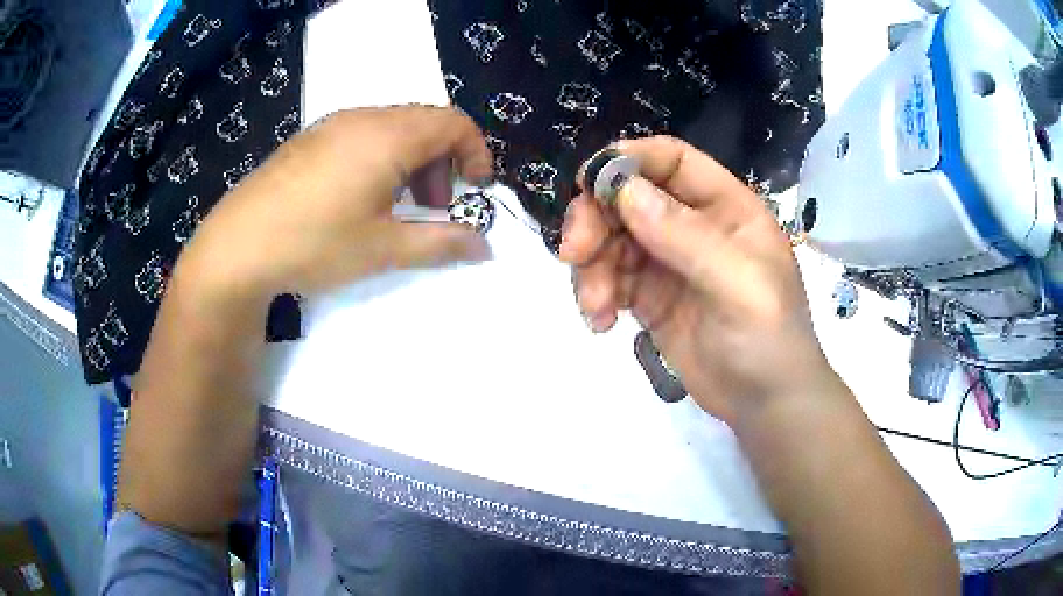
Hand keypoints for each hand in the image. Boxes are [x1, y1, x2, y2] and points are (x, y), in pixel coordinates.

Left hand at [179, 106, 492, 302]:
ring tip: (397, 207)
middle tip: (434, 208)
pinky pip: (362, 134)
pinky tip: (359, 198)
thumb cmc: (316, 243)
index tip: (476, 189)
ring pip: (392, 127)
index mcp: (390, 136)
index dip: (476, 152)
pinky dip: (381, 158)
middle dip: (444, 161)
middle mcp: (364, 117)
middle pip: (425, 122)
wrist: (237, 246)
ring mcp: (332, 124)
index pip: (454, 123)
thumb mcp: (384, 249)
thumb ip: (442, 243)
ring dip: (411, 161)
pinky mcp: (310, 138)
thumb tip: (484, 247)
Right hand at [560, 136, 836, 425]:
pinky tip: (600, 322)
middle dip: (595, 220)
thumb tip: (623, 190)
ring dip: (591, 267)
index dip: (629, 161)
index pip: (671, 160)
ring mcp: (668, 261)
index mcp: (725, 207)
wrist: (765, 402)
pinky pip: (610, 279)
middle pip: (629, 197)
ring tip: (595, 307)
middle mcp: (693, 225)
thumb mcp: (737, 284)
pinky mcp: (650, 297)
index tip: (588, 184)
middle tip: (573, 254)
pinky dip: (595, 294)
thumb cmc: (768, 338)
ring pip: (611, 239)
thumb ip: (685, 236)